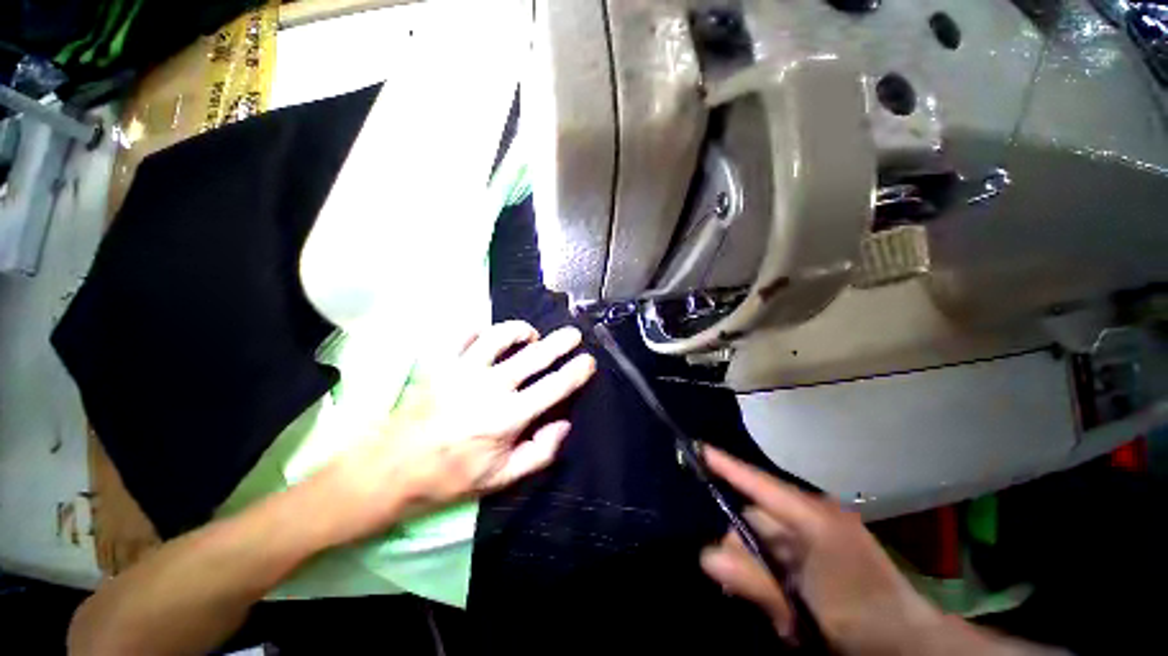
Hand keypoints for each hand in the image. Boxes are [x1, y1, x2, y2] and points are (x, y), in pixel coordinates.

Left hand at [316, 321, 595, 545]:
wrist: (393, 469)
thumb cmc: (452, 476)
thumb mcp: (502, 478)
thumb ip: (539, 452)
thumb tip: (563, 424)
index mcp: (509, 416)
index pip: (554, 386)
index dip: (576, 371)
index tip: (588, 361)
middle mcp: (491, 386)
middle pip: (534, 355)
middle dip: (560, 342)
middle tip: (572, 335)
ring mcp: (464, 371)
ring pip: (499, 336)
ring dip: (521, 331)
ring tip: (530, 336)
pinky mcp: (442, 365)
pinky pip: (462, 335)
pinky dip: (477, 329)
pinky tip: (486, 335)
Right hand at [698, 447, 943, 654]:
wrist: (912, 643)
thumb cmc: (863, 615)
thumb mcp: (807, 604)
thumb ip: (756, 581)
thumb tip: (706, 556)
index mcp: (812, 516)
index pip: (757, 482)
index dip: (725, 464)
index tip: (697, 447)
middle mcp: (809, 517)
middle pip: (753, 518)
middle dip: (739, 549)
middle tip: (734, 583)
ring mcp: (814, 534)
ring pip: (763, 542)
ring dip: (758, 573)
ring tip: (775, 610)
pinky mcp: (816, 552)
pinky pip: (777, 556)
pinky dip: (771, 580)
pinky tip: (783, 609)